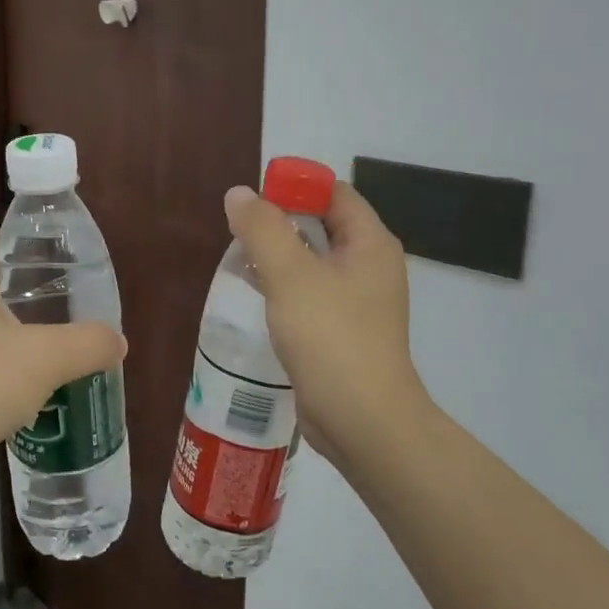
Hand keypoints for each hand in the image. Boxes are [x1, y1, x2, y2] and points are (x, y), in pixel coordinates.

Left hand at [0, 235, 125, 470]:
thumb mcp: (46, 362)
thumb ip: (88, 344)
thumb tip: (117, 342)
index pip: (2, 241)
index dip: (36, 254)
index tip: (67, 278)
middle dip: (26, 294)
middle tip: (62, 314)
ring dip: (4, 327)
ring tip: (41, 350)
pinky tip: (6, 382)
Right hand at [223, 182, 430, 465]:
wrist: (363, 420)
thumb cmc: (331, 338)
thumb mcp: (291, 276)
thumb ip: (262, 229)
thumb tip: (239, 194)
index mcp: (369, 244)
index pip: (334, 194)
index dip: (296, 187)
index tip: (254, 197)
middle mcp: (369, 266)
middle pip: (323, 226)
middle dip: (280, 222)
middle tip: (239, 228)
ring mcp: (358, 302)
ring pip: (314, 262)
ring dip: (279, 256)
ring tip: (239, 258)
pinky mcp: (342, 331)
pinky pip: (311, 294)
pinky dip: (284, 287)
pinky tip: (255, 294)